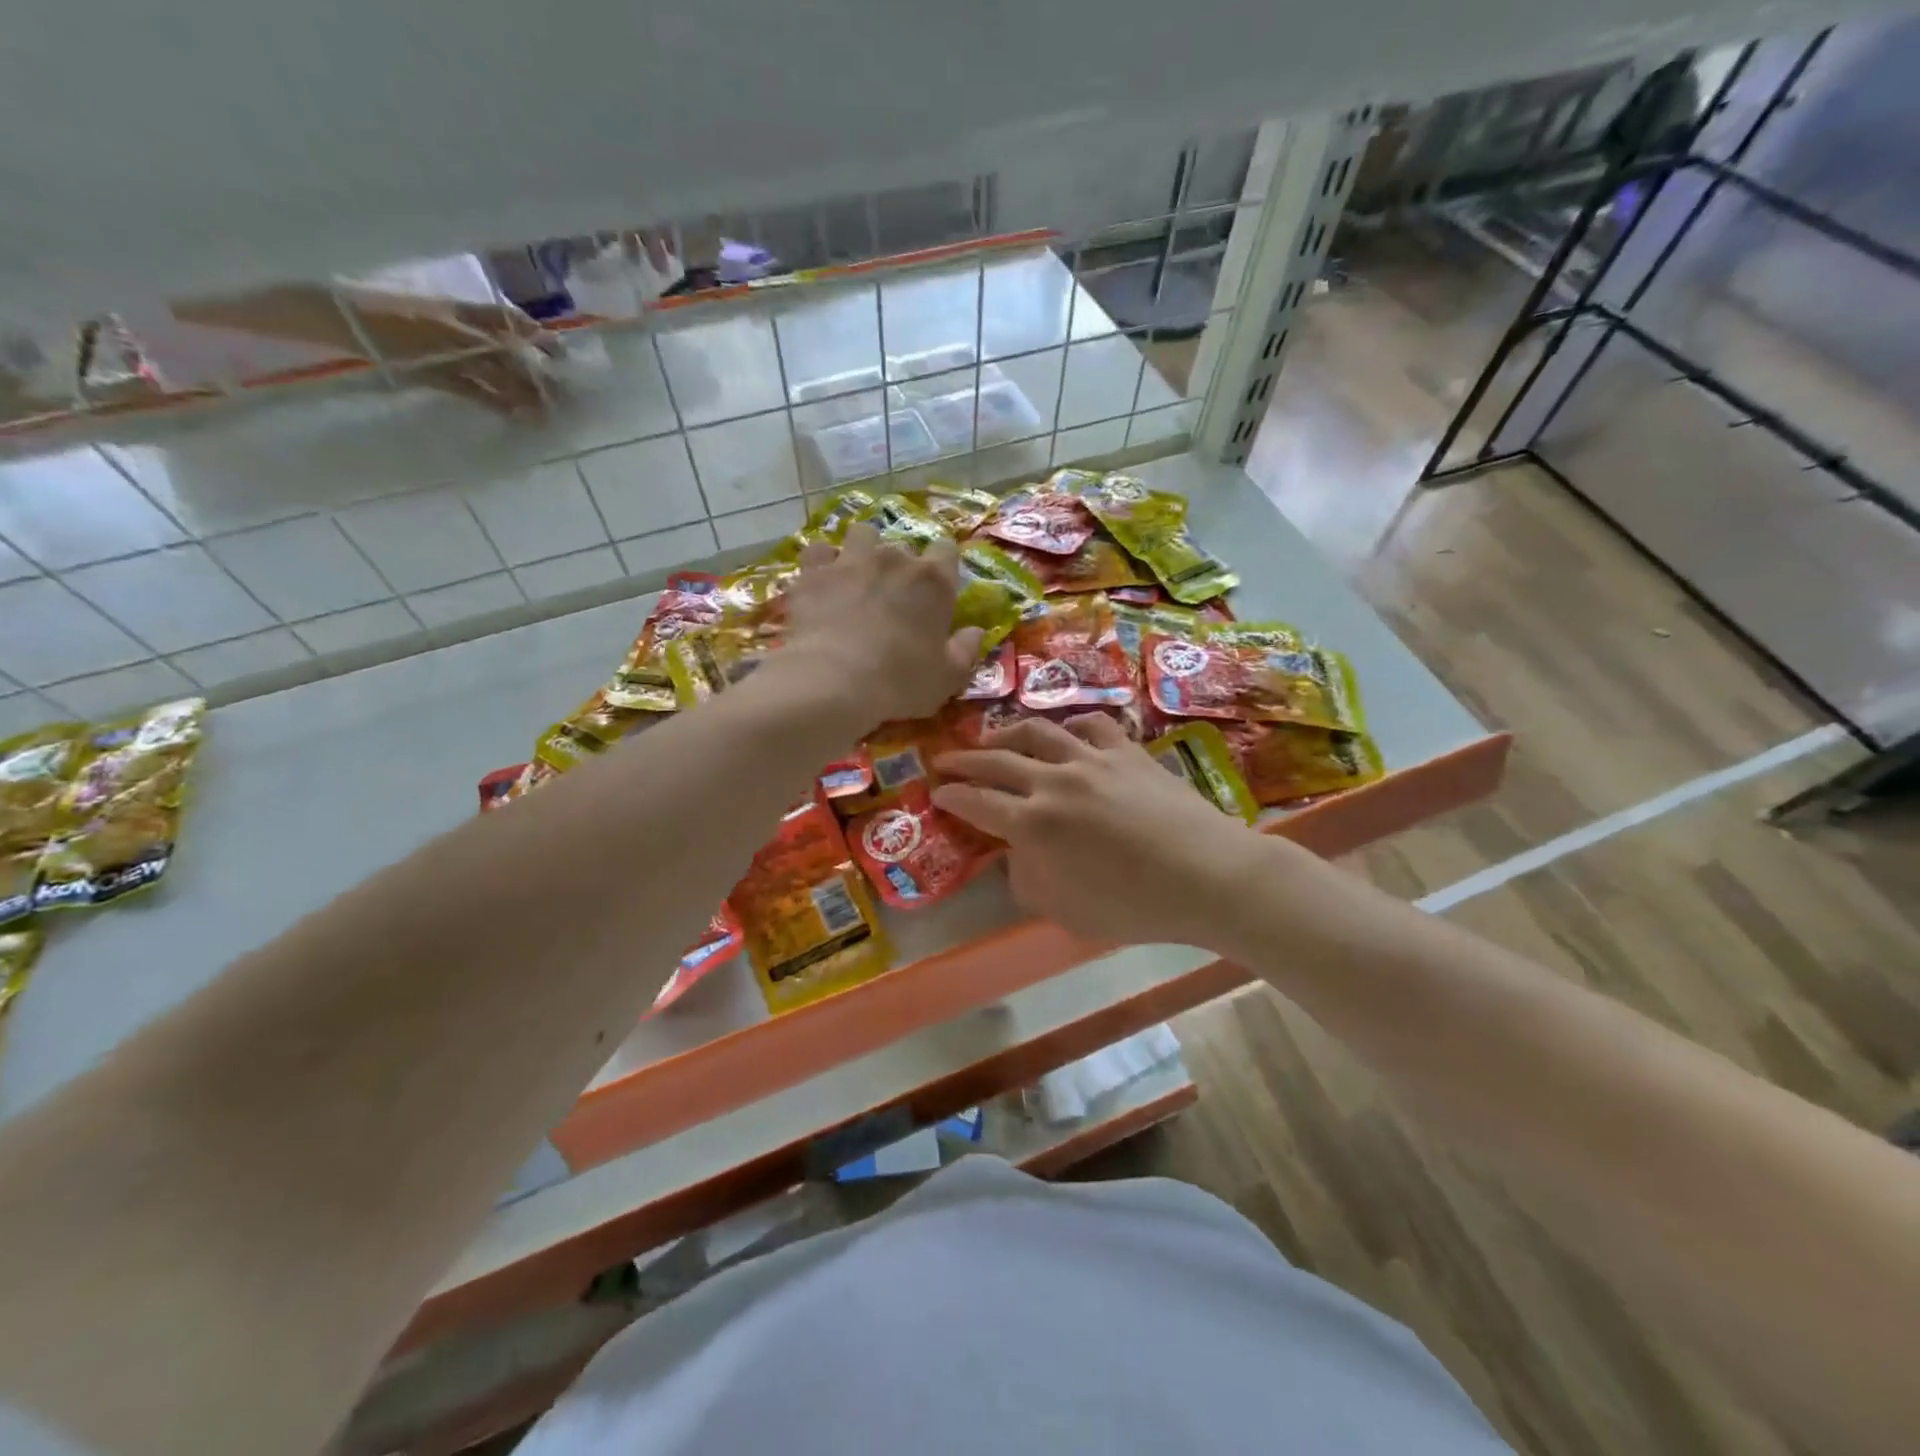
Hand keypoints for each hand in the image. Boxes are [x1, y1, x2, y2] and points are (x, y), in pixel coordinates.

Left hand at [780, 523, 982, 728]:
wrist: (833, 682)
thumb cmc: (900, 682)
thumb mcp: (947, 678)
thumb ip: (965, 651)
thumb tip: (976, 632)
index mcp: (933, 581)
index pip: (947, 550)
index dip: (943, 564)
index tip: (937, 587)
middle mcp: (894, 559)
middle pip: (902, 545)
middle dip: (899, 566)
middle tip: (892, 596)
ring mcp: (850, 561)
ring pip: (861, 534)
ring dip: (862, 550)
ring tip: (856, 576)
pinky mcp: (813, 572)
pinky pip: (818, 551)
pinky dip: (821, 563)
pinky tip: (820, 581)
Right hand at [933, 714, 1267, 950]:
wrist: (1207, 875)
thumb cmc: (1135, 906)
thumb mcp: (1067, 911)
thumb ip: (1028, 882)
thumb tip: (1015, 856)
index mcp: (1034, 825)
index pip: (978, 803)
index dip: (952, 796)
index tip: (936, 791)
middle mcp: (1055, 783)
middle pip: (997, 761)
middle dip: (965, 759)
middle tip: (945, 759)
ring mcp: (1092, 760)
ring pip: (1038, 732)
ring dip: (1007, 733)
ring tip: (994, 739)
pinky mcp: (1127, 751)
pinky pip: (1090, 725)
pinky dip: (1069, 726)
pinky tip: (1065, 732)